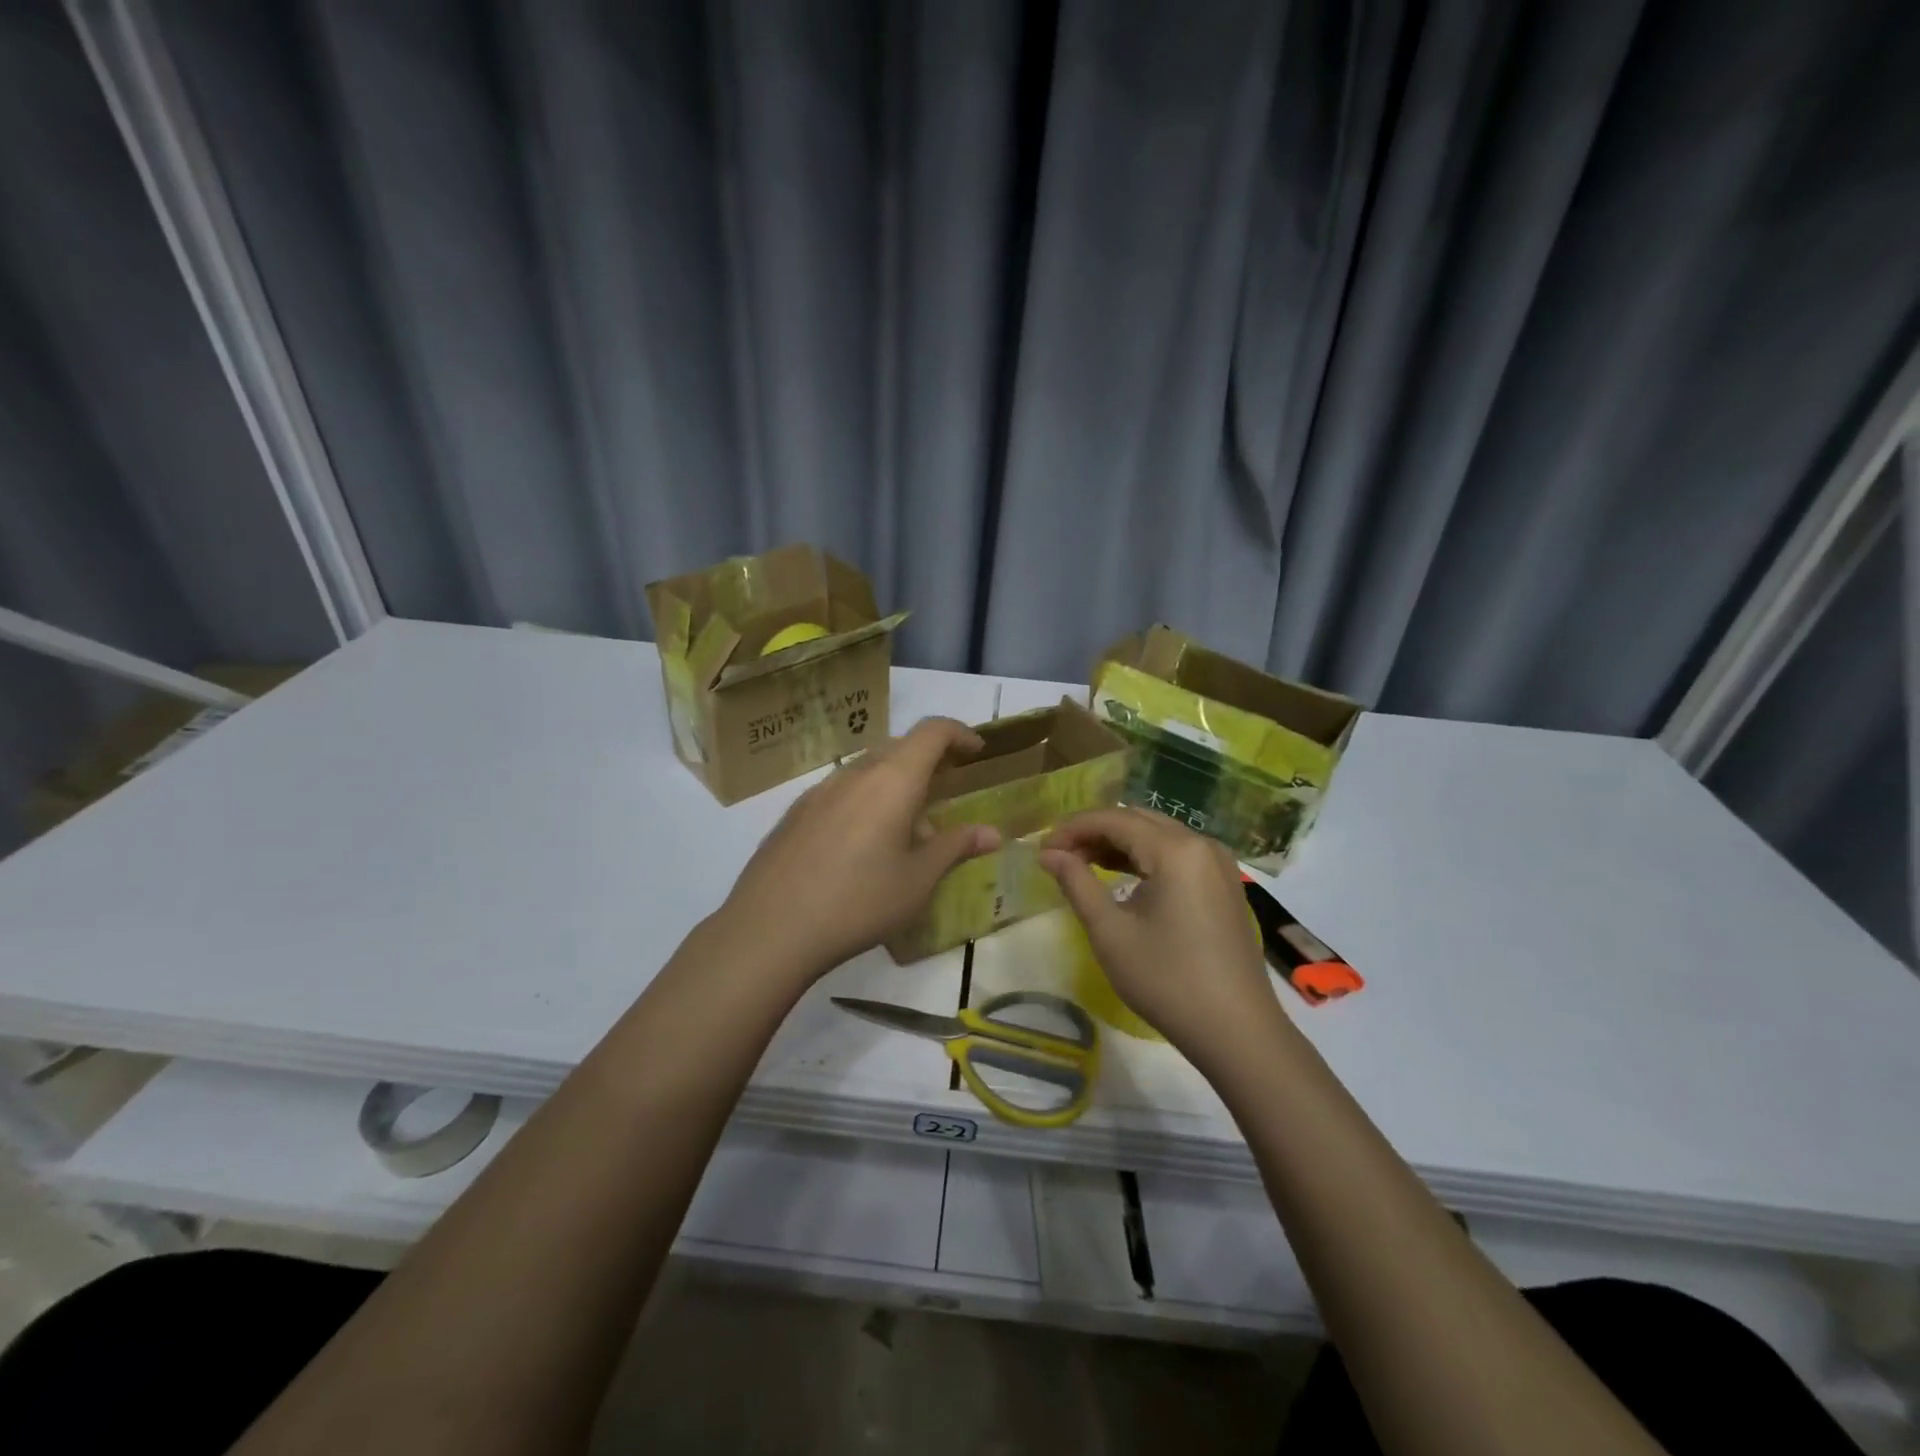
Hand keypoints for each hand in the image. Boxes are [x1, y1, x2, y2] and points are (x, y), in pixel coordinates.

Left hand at [721, 718, 1001, 979]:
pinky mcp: (796, 813)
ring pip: (869, 769)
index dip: (960, 733)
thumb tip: (992, 832)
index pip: (932, 731)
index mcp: (893, 780)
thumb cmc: (859, 902)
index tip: (977, 751)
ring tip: (909, 826)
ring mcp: (820, 790)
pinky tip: (863, 845)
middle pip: (900, 747)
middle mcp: (855, 773)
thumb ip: (956, 847)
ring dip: (896, 782)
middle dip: (930, 759)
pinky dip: (866, 800)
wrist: (770, 928)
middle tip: (948, 789)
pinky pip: (843, 791)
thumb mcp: (918, 880)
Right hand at [1039, 808, 1278, 1062]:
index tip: (1042, 849)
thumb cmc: (1166, 980)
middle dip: (1095, 831)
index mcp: (1176, 850)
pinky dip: (1145, 858)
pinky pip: (1177, 855)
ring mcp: (1218, 864)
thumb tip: (1049, 854)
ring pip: (1158, 836)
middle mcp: (1202, 844)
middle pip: (1138, 820)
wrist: (1237, 1032)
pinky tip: (1121, 877)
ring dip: (1119, 843)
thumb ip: (1076, 883)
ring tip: (1082, 863)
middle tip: (1059, 855)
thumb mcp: (1110, 932)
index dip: (1073, 828)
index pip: (1114, 819)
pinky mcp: (1224, 885)